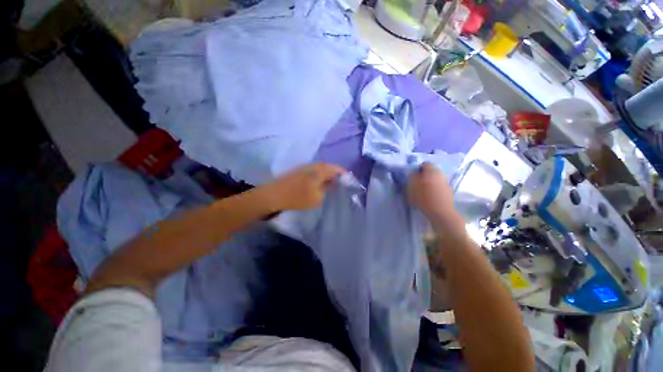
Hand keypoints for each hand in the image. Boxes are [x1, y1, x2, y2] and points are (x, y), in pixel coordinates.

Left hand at [265, 163, 345, 210]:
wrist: (274, 195)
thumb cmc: (297, 198)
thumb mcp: (317, 198)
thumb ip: (327, 189)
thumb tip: (332, 183)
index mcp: (319, 171)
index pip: (336, 168)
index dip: (343, 173)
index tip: (349, 179)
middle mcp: (313, 166)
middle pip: (328, 166)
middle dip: (336, 173)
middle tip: (341, 181)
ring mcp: (304, 167)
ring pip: (320, 168)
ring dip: (327, 173)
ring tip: (332, 182)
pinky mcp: (298, 170)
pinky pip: (314, 170)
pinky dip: (319, 174)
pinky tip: (319, 181)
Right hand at [408, 163, 464, 234]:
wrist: (441, 213)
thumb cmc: (424, 197)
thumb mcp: (411, 186)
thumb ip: (411, 177)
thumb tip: (414, 174)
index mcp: (432, 170)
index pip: (425, 164)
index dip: (418, 169)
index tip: (412, 176)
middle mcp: (441, 174)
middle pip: (431, 171)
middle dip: (424, 176)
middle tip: (416, 183)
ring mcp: (446, 183)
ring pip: (435, 179)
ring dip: (429, 183)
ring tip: (422, 191)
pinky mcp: (448, 193)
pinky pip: (439, 187)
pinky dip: (434, 190)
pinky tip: (429, 197)